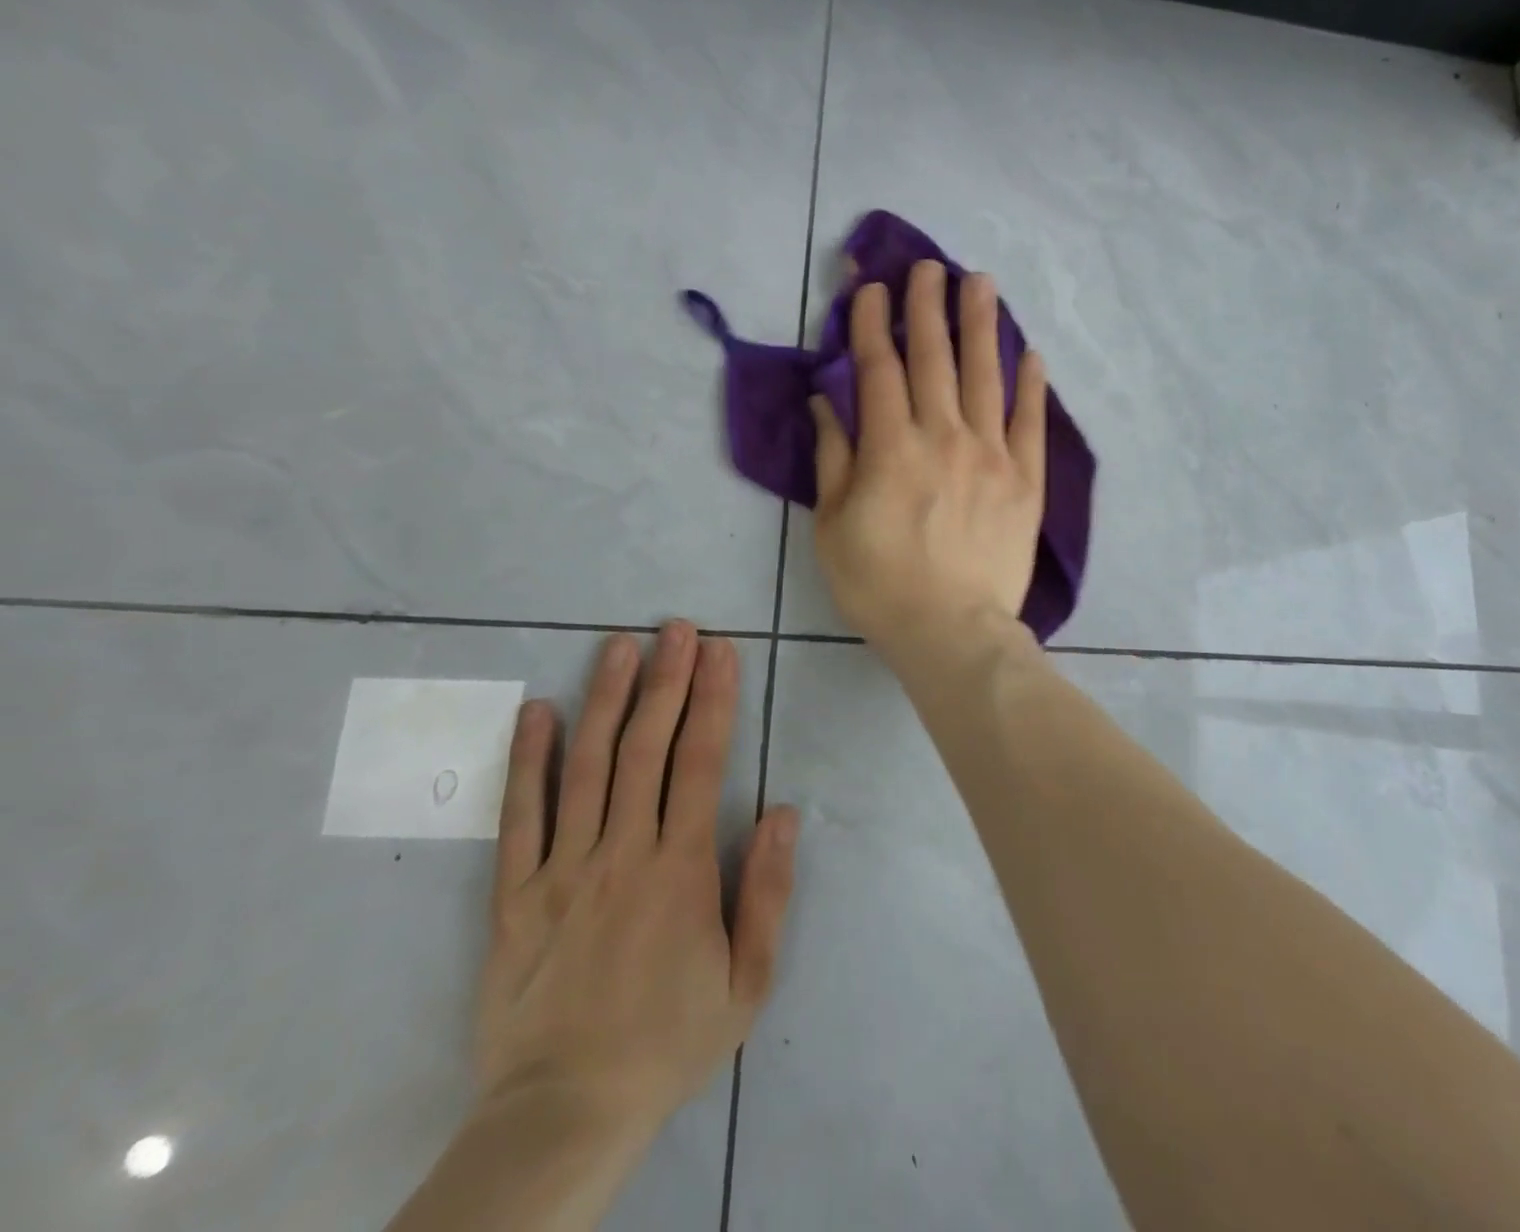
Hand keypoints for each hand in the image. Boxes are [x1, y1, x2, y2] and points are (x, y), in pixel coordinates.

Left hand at [474, 625, 798, 1160]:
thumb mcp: (748, 981)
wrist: (564, 1115)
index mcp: (681, 869)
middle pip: (646, 748)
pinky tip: (536, 713)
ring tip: (619, 647)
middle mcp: (622, 853)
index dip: (714, 701)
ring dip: (605, 699)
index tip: (721, 652)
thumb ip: (767, 892)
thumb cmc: (669, 1041)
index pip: (700, 763)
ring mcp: (563, 870)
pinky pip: (520, 818)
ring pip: (586, 767)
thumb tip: (784, 811)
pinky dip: (528, 761)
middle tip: (676, 627)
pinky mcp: (514, 896)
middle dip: (666, 680)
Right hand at [810, 259, 1047, 658]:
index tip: (873, 287)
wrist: (952, 632)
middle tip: (928, 266)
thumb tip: (828, 401)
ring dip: (980, 325)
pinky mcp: (1026, 481)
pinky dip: (1030, 385)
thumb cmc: (880, 585)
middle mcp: (944, 437)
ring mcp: (992, 456)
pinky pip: (1030, 423)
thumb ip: (833, 457)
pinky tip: (1030, 353)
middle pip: (934, 359)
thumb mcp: (833, 527)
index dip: (874, 323)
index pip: (879, 368)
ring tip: (980, 282)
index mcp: (891, 447)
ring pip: (986, 376)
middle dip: (928, 307)